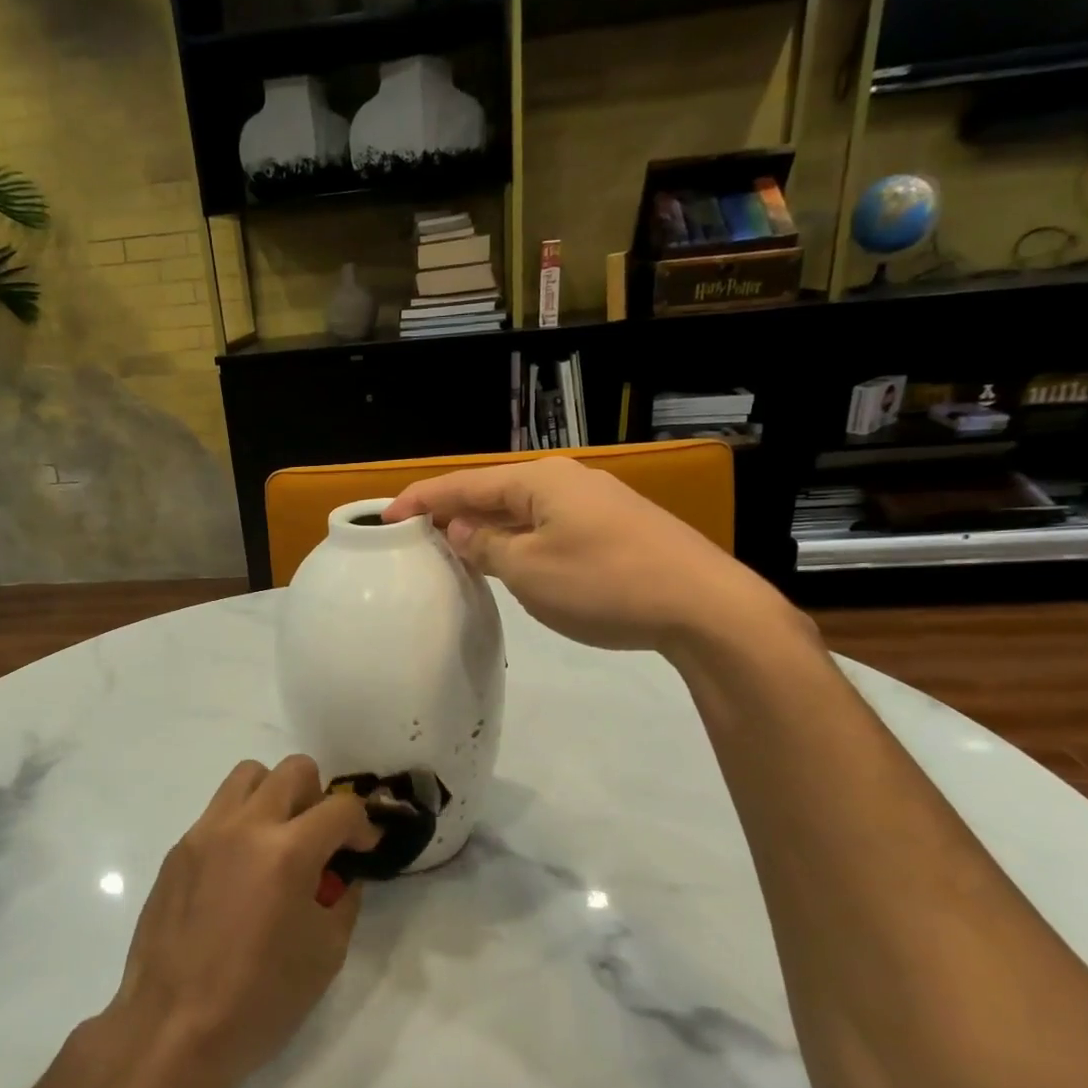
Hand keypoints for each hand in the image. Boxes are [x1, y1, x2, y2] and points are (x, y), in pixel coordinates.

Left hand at [105, 756, 377, 1087]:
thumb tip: (340, 874)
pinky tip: (239, 874)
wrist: (172, 1030)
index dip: (363, 825)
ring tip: (278, 842)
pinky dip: (241, 824)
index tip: (363, 849)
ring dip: (275, 796)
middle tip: (319, 840)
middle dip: (319, 798)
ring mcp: (204, 833)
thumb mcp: (325, 954)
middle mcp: (244, 826)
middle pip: (294, 770)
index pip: (341, 808)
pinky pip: (218, 811)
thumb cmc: (258, 1000)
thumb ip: (342, 898)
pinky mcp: (178, 850)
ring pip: (248, 775)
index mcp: (287, 851)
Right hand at [383, 456, 792, 652]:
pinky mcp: (615, 529)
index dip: (421, 500)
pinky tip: (510, 561)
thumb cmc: (604, 584)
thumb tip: (461, 530)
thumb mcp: (529, 571)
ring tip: (454, 550)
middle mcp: (566, 481)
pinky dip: (518, 541)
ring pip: (523, 512)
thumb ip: (486, 547)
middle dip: (452, 513)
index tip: (385, 518)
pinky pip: (548, 527)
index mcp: (539, 482)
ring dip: (486, 529)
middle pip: (493, 492)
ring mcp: (596, 504)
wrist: (702, 606)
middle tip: (415, 537)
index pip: (464, 484)